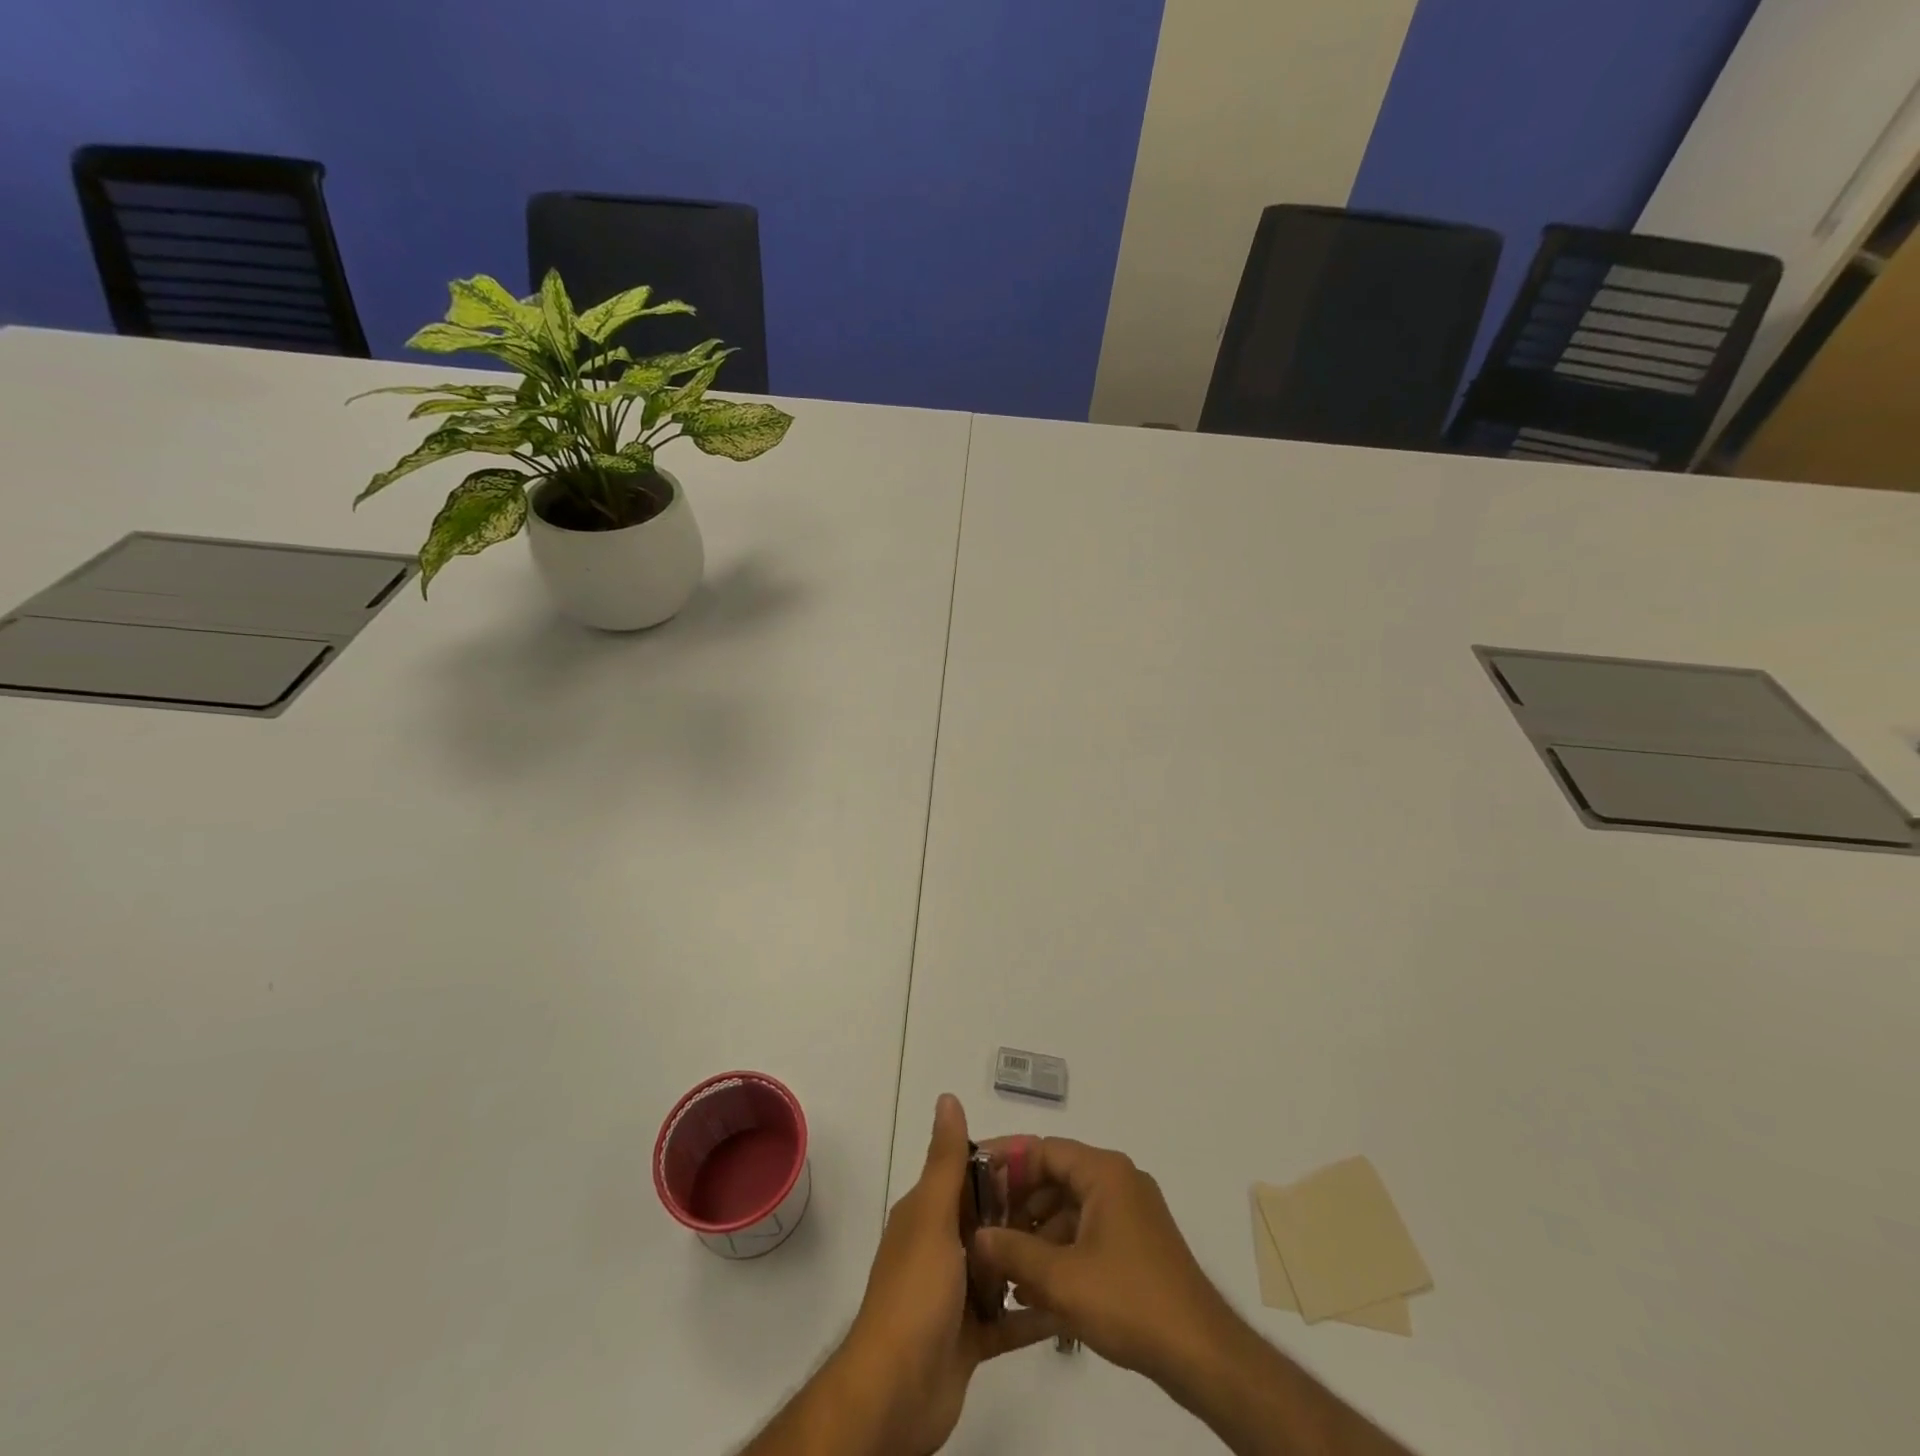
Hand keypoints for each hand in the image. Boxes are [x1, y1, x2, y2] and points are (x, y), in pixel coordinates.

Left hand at [841, 1095, 1056, 1454]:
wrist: (896, 1393)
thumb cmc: (915, 1294)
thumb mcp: (932, 1217)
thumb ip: (946, 1161)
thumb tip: (948, 1097)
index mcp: (928, 1213)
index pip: (970, 1174)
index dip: (1004, 1164)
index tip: (1049, 1160)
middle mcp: (941, 1246)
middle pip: (990, 1219)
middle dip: (1026, 1212)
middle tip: (1077, 1208)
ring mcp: (955, 1294)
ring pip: (1001, 1266)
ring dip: (1032, 1260)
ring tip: (1079, 1249)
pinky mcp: (971, 1338)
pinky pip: (1008, 1317)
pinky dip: (1033, 1312)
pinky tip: (1068, 1305)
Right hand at [974, 1136, 1233, 1392]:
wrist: (1201, 1354)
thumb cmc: (1129, 1301)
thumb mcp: (1061, 1279)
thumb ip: (1013, 1252)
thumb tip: (977, 1236)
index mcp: (1104, 1171)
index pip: (1043, 1149)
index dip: (1005, 1162)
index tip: (971, 1179)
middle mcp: (1117, 1180)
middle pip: (1054, 1177)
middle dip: (1017, 1205)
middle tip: (982, 1230)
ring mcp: (1129, 1213)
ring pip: (1068, 1208)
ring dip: (1035, 1234)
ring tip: (1001, 1268)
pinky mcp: (1135, 1244)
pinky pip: (1086, 1232)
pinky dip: (1059, 1252)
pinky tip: (1033, 1290)